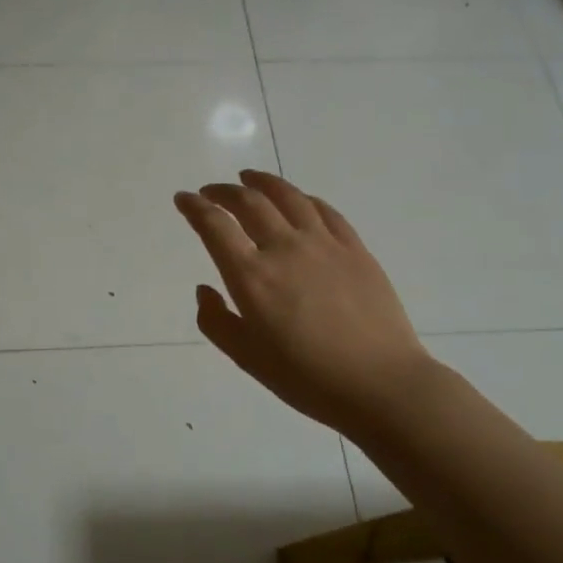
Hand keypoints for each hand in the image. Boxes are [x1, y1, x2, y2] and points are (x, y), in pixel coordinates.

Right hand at [174, 170, 432, 434]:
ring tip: (249, 179)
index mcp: (251, 277)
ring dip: (262, 182)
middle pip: (249, 203)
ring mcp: (323, 244)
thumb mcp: (246, 357)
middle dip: (224, 192)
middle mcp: (284, 249)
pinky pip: (324, 211)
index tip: (183, 199)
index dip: (194, 207)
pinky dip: (303, 199)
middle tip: (211, 192)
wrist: (380, 383)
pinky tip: (297, 200)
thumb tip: (205, 289)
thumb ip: (216, 321)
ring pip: (288, 197)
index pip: (214, 227)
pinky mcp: (355, 249)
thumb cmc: (306, 377)